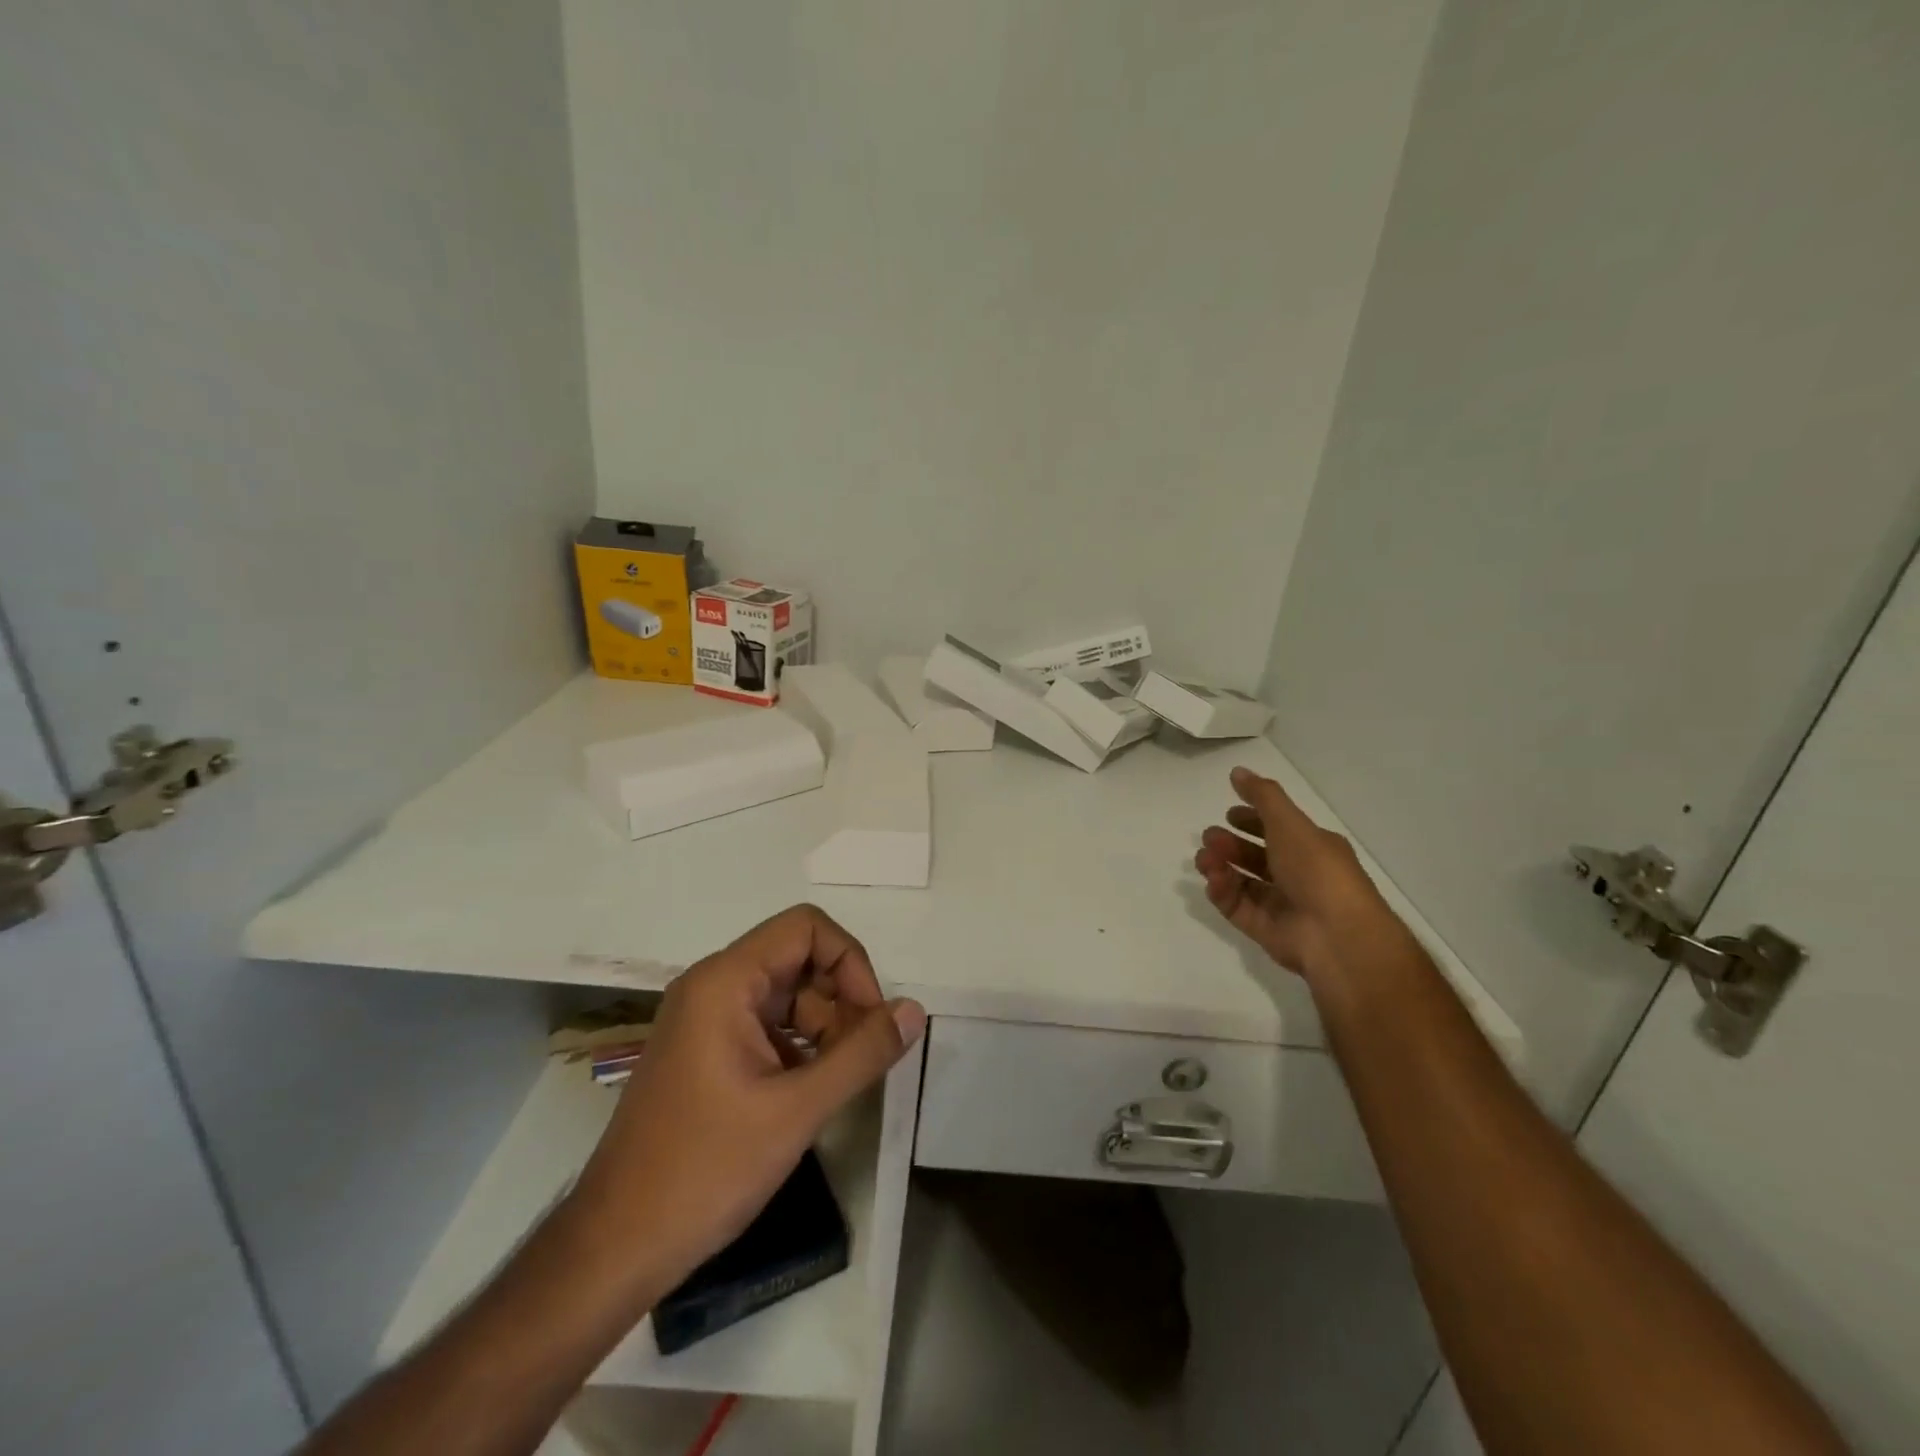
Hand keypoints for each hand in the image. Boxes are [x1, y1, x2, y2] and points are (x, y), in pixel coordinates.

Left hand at [566, 905, 925, 1298]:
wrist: (615, 1247)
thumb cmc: (705, 1170)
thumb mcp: (797, 1110)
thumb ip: (862, 1053)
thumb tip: (914, 1010)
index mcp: (724, 982)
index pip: (806, 929)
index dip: (849, 963)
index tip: (870, 1020)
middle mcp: (711, 987)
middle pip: (797, 959)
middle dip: (840, 998)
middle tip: (861, 1056)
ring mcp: (704, 1020)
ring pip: (785, 994)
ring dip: (823, 1025)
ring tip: (840, 1080)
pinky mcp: (704, 1052)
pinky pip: (765, 1025)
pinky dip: (798, 1046)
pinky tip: (810, 1092)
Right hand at [1195, 766, 1397, 983]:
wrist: (1337, 935)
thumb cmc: (1317, 871)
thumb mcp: (1290, 823)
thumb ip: (1263, 796)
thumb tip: (1238, 771)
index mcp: (1313, 848)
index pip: (1278, 829)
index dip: (1253, 819)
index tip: (1229, 813)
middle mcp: (1298, 875)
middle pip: (1256, 856)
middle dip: (1230, 843)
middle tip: (1209, 837)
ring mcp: (1281, 904)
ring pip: (1243, 881)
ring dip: (1221, 866)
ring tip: (1204, 859)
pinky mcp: (1265, 929)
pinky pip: (1237, 907)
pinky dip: (1223, 892)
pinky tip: (1212, 880)